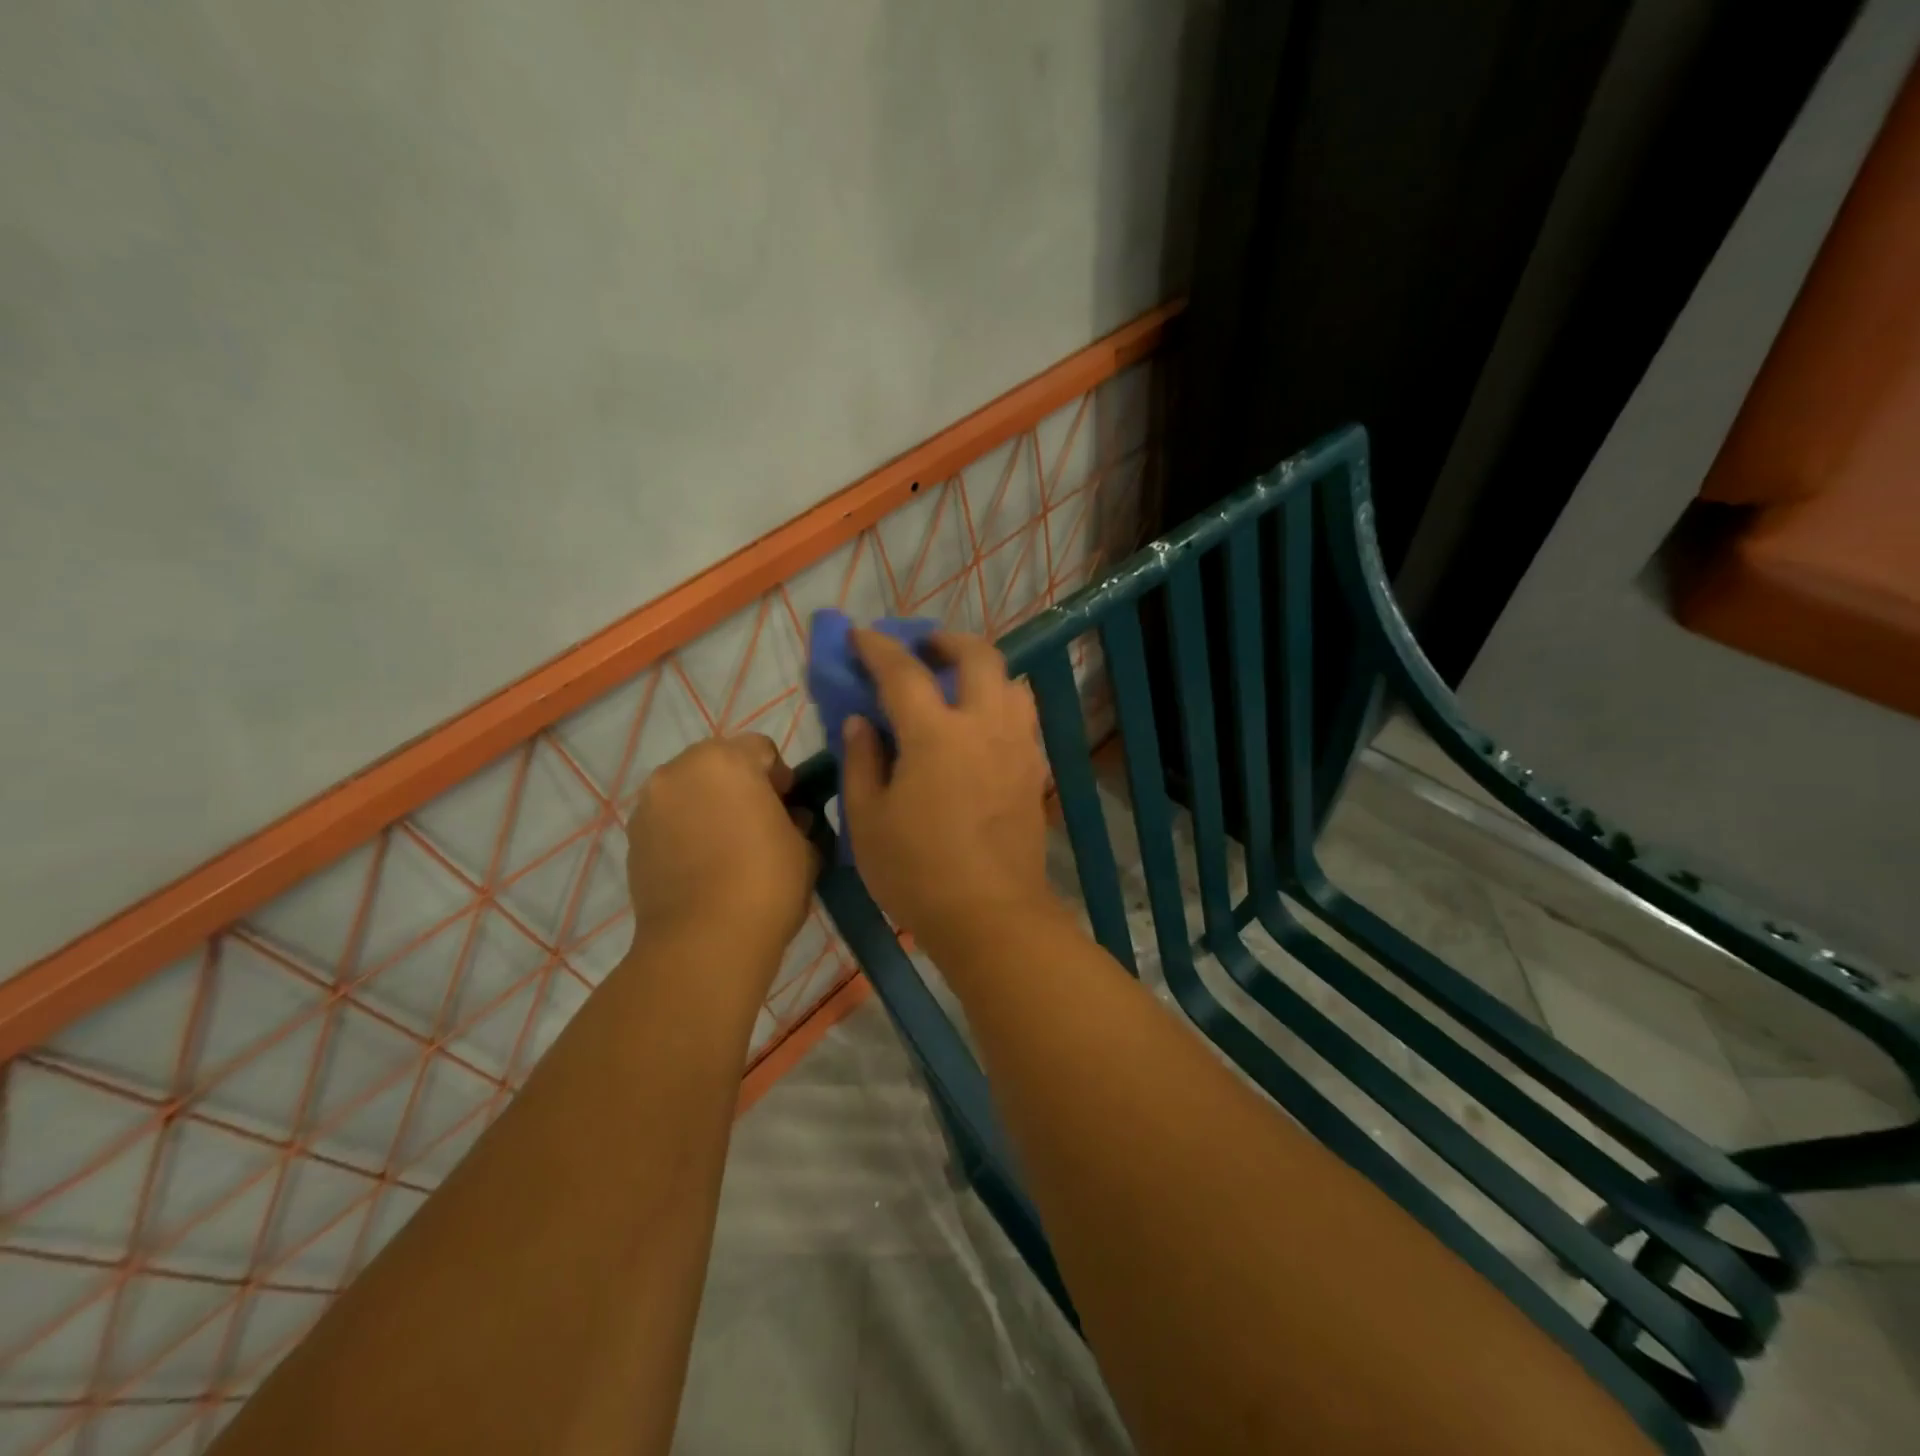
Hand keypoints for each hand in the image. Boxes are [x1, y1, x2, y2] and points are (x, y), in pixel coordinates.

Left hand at [625, 734, 817, 976]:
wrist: (703, 942)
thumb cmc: (766, 883)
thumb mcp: (804, 846)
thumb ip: (796, 820)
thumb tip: (786, 817)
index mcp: (726, 761)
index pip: (761, 749)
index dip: (780, 777)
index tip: (789, 809)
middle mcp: (680, 771)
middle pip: (718, 763)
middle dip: (740, 785)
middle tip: (758, 824)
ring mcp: (649, 805)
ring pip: (689, 790)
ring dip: (708, 805)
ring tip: (726, 847)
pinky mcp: (632, 839)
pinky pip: (667, 819)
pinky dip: (684, 830)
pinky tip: (701, 864)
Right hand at [840, 629, 1060, 956]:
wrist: (990, 915)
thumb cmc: (917, 872)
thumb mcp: (868, 820)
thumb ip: (862, 761)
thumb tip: (861, 722)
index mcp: (936, 734)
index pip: (903, 672)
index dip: (878, 648)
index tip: (861, 635)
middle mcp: (984, 726)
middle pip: (978, 656)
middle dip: (947, 640)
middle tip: (924, 649)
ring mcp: (1018, 746)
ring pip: (1012, 683)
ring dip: (984, 670)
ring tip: (959, 684)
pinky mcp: (1035, 771)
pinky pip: (1024, 718)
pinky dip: (1002, 705)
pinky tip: (983, 728)